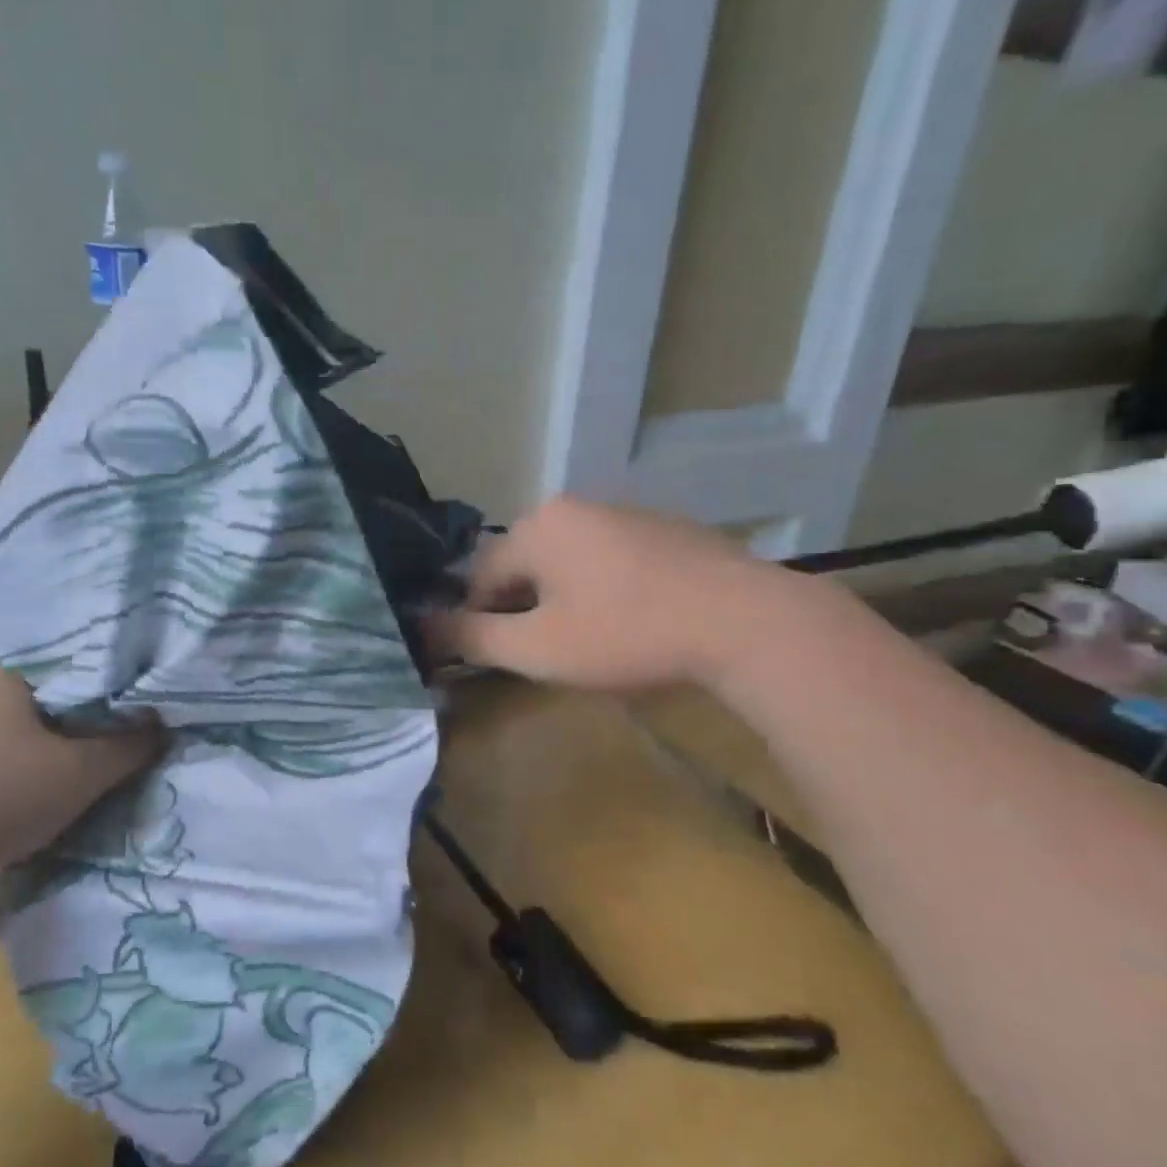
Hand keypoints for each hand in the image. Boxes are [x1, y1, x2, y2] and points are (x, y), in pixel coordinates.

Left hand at [0, 641, 161, 892]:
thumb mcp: (72, 780)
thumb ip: (126, 749)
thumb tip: (159, 723)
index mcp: (10, 650)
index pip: (83, 630)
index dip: (121, 650)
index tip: (148, 668)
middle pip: (43, 650)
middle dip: (80, 670)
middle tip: (115, 692)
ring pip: (5, 675)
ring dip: (39, 693)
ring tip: (73, 713)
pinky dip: (3, 710)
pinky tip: (14, 735)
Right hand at [428, 498, 802, 690]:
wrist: (746, 622)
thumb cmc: (627, 634)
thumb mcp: (539, 648)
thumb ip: (473, 637)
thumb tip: (420, 624)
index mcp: (538, 526)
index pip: (480, 576)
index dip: (479, 620)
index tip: (498, 658)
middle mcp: (575, 507)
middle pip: (523, 565)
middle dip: (523, 609)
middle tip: (545, 654)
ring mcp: (624, 513)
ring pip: (566, 562)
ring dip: (561, 600)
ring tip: (587, 642)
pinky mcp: (663, 529)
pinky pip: (608, 559)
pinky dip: (601, 588)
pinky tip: (629, 621)